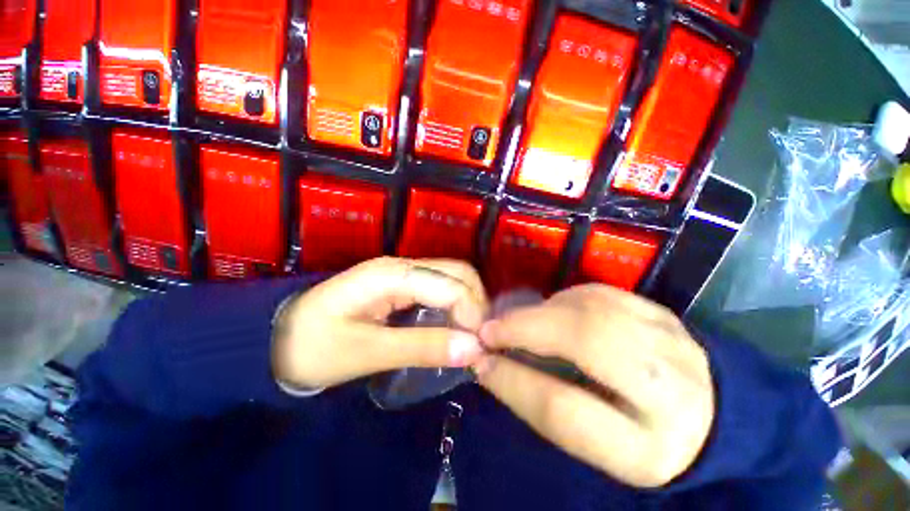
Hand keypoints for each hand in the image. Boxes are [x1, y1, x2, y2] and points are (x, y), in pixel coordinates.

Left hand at [272, 257, 488, 389]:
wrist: (275, 338)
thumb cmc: (313, 347)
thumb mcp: (367, 352)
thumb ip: (422, 347)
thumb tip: (474, 349)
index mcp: (391, 275)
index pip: (450, 285)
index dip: (472, 314)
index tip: (480, 348)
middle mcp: (402, 265)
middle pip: (457, 272)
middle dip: (476, 303)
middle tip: (479, 340)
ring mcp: (402, 273)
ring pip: (451, 277)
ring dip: (468, 303)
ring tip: (472, 335)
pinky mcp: (400, 285)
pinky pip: (439, 288)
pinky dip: (455, 305)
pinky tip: (456, 327)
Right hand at [474, 284, 713, 487]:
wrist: (704, 417)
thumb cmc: (635, 439)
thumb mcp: (590, 444)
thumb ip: (540, 402)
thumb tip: (490, 363)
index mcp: (647, 449)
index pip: (563, 408)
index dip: (512, 381)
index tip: (480, 362)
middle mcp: (671, 391)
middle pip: (586, 341)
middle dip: (525, 328)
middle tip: (491, 329)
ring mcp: (672, 341)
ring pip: (591, 308)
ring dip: (542, 311)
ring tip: (518, 322)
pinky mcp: (662, 312)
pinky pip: (601, 293)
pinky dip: (565, 298)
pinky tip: (553, 311)